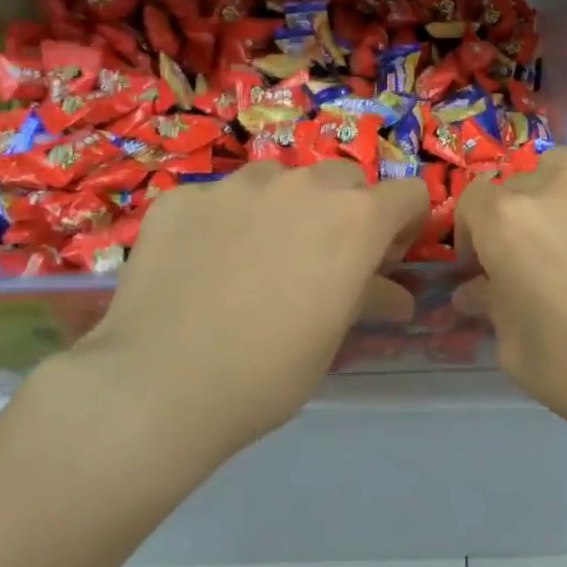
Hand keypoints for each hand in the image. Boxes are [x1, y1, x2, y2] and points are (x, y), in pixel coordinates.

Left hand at [26, 162, 426, 488]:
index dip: (404, 226)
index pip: (409, 194)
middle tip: (320, 260)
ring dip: (285, 208)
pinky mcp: (183, 195)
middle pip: (346, 180)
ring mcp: (238, 184)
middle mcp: (305, 185)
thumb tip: (395, 295)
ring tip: (255, 258)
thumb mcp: (332, 338)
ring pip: (281, 180)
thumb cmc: (268, 373)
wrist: (156, 386)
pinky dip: (224, 222)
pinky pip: (220, 198)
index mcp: (356, 219)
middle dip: (345, 213)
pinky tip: (202, 266)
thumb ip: (368, 297)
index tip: (383, 259)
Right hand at [455, 133, 566, 451]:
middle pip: (517, 185)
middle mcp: (553, 184)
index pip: (472, 203)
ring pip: (563, 164)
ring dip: (557, 192)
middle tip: (540, 262)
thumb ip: (489, 307)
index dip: (474, 236)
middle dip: (516, 221)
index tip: (488, 268)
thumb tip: (475, 289)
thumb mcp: (517, 352)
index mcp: (508, 222)